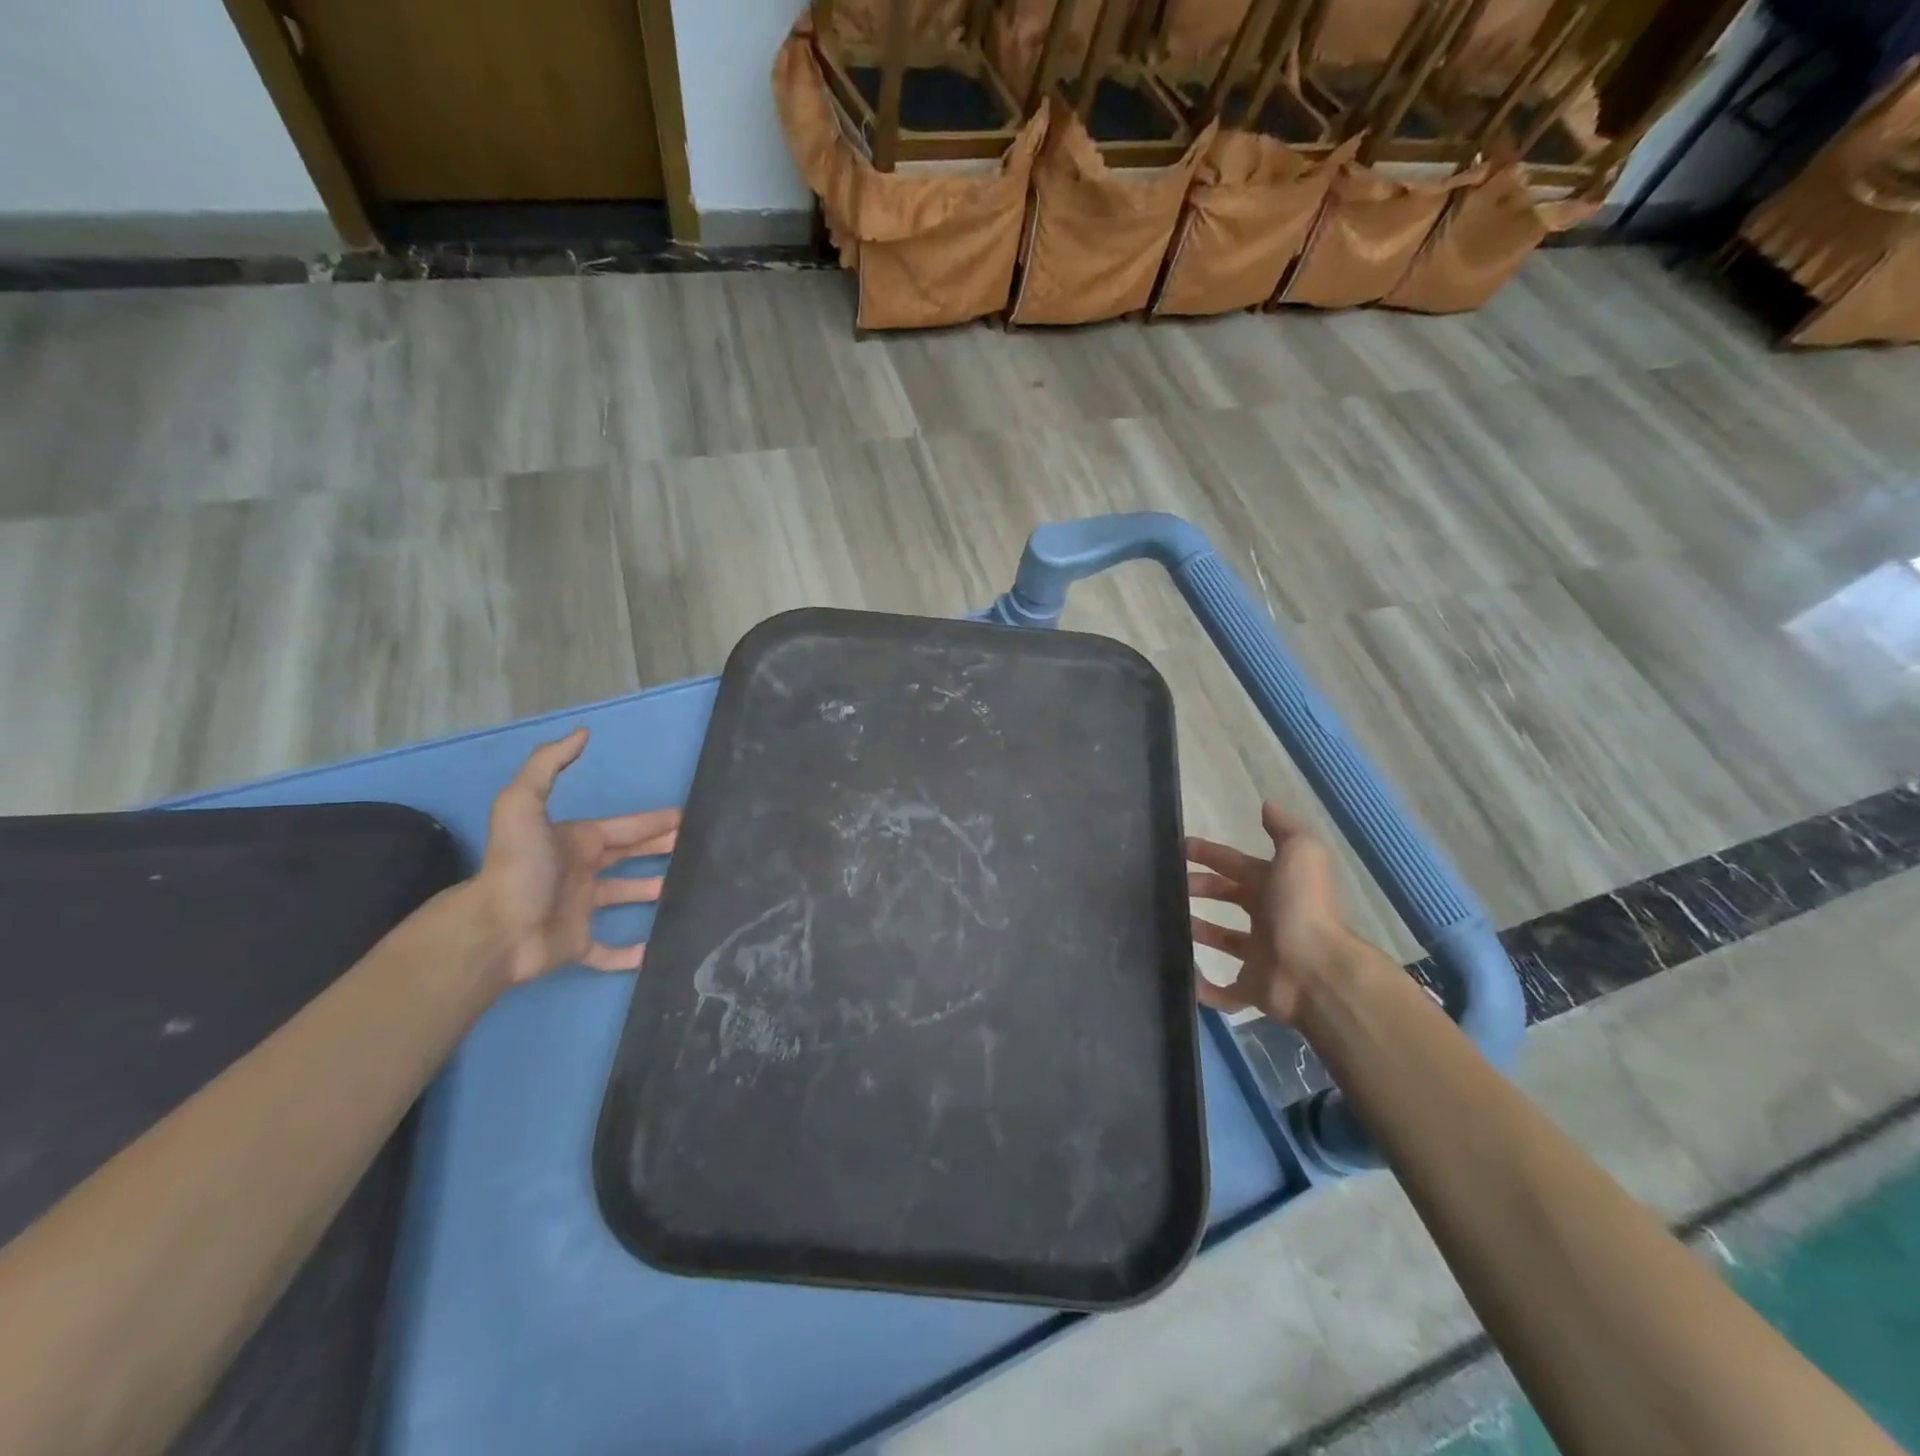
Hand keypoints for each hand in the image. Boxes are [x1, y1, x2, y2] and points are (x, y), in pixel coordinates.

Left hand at [473, 728, 680, 985]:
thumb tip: (582, 732)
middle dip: (661, 848)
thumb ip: (547, 766)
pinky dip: (628, 954)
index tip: (688, 818)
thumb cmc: (518, 867)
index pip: (626, 828)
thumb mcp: (522, 804)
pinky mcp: (576, 946)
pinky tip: (654, 950)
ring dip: (650, 892)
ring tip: (685, 889)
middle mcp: (581, 871)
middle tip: (697, 847)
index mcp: (577, 841)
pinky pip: (606, 951)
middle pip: (629, 856)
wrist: (494, 930)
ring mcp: (579, 910)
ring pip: (623, 897)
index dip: (656, 822)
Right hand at [1188, 802, 1359, 1023]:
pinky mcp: (1253, 989)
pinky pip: (1223, 990)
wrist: (1315, 970)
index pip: (1235, 864)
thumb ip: (1285, 828)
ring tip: (1167, 923)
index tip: (1178, 848)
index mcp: (1275, 886)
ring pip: (1224, 940)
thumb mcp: (1301, 853)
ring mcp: (1261, 956)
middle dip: (1200, 888)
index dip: (1208, 854)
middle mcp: (1269, 918)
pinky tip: (1183, 973)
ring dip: (1199, 930)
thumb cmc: (1301, 907)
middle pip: (1228, 897)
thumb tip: (1267, 805)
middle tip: (1166, 885)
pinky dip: (1203, 986)